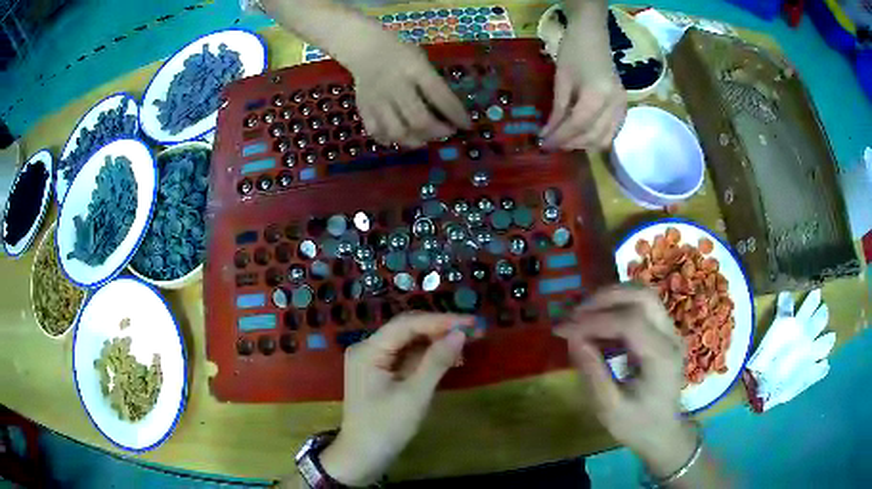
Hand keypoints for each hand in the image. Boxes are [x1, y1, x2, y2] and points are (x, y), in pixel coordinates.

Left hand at [320, 313, 474, 485]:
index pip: (407, 324)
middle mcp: (368, 349)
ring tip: (468, 343)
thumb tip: (461, 333)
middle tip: (474, 330)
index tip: (471, 322)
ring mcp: (374, 361)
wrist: (363, 457)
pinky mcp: (381, 373)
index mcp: (368, 350)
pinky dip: (428, 357)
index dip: (440, 321)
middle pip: (407, 330)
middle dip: (440, 329)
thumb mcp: (414, 396)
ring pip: (409, 342)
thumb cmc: (386, 428)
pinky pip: (407, 357)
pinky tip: (450, 359)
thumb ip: (436, 362)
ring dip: (437, 342)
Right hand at [346, 33, 470, 147]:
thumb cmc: (401, 54)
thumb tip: (450, 112)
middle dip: (438, 131)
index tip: (467, 125)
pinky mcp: (364, 108)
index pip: (440, 96)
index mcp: (414, 69)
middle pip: (419, 119)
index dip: (456, 114)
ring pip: (397, 131)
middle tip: (447, 132)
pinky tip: (401, 136)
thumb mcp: (422, 60)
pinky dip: (391, 140)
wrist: (366, 49)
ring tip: (425, 138)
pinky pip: (377, 132)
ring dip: (416, 140)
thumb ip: (433, 83)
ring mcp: (378, 99)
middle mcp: (395, 86)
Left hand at [541, 20, 626, 150]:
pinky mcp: (624, 107)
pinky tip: (581, 134)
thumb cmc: (573, 51)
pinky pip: (612, 132)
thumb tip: (547, 134)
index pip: (578, 125)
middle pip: (593, 136)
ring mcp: (622, 107)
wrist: (592, 36)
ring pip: (605, 139)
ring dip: (584, 143)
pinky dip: (596, 137)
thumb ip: (557, 110)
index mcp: (598, 95)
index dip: (560, 138)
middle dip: (571, 143)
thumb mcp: (561, 81)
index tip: (543, 144)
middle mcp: (615, 105)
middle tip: (551, 142)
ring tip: (565, 139)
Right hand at [555, 287, 696, 476]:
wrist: (664, 433)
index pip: (630, 321)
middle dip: (604, 298)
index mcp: (661, 357)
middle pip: (641, 295)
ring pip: (642, 295)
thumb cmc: (637, 426)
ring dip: (611, 298)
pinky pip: (641, 307)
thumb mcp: (609, 408)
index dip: (594, 320)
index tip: (564, 329)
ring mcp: (670, 331)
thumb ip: (593, 372)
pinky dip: (617, 308)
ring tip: (583, 315)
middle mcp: (670, 336)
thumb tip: (572, 338)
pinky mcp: (663, 333)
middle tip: (574, 314)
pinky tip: (598, 326)